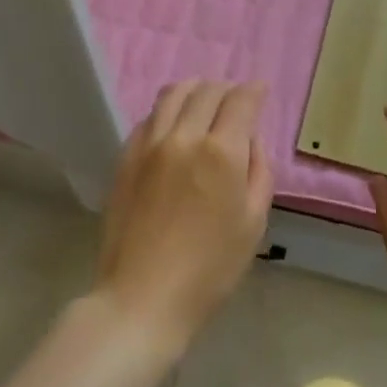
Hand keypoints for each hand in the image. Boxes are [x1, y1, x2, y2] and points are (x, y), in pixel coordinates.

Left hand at [94, 80, 273, 356]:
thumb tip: (249, 139)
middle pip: (207, 91)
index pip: (240, 100)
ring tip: (203, 99)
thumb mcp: (253, 223)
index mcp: (221, 152)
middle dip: (226, 89)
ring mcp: (150, 144)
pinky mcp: (126, 157)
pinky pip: (149, 117)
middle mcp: (184, 136)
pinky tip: (174, 124)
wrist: (142, 298)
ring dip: (194, 89)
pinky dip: (167, 110)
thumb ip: (258, 171)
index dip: (254, 90)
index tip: (260, 90)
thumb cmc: (209, 269)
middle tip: (235, 99)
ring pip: (173, 94)